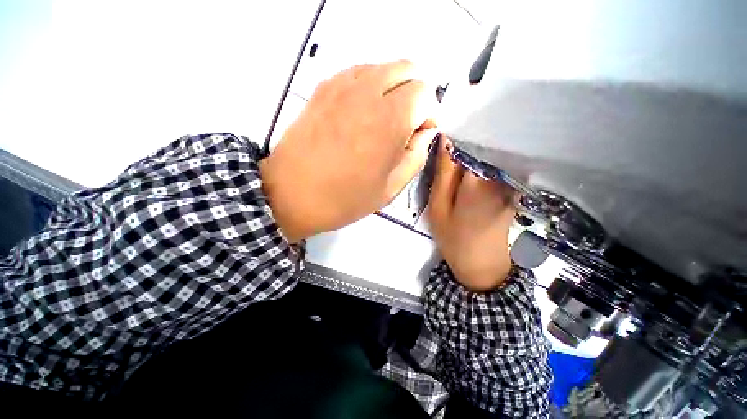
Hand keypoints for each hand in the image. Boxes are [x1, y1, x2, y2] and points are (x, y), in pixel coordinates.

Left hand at [260, 60, 437, 241]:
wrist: (292, 195)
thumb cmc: (345, 198)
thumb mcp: (391, 187)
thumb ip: (416, 155)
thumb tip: (424, 131)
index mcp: (389, 120)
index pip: (425, 92)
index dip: (428, 114)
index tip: (418, 134)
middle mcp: (368, 93)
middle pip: (407, 69)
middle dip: (414, 95)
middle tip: (405, 125)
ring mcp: (342, 86)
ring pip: (382, 68)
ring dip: (392, 89)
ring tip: (382, 120)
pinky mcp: (323, 88)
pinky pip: (358, 73)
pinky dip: (369, 86)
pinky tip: (361, 113)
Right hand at [427, 138, 515, 291]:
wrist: (482, 268)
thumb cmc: (453, 239)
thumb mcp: (438, 208)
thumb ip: (443, 175)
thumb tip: (445, 142)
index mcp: (476, 181)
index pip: (466, 147)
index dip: (451, 147)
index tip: (440, 154)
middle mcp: (497, 178)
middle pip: (478, 154)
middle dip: (460, 156)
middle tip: (445, 172)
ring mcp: (507, 186)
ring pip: (485, 163)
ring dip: (469, 165)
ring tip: (456, 179)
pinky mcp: (510, 194)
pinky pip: (492, 174)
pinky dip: (480, 174)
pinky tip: (469, 187)